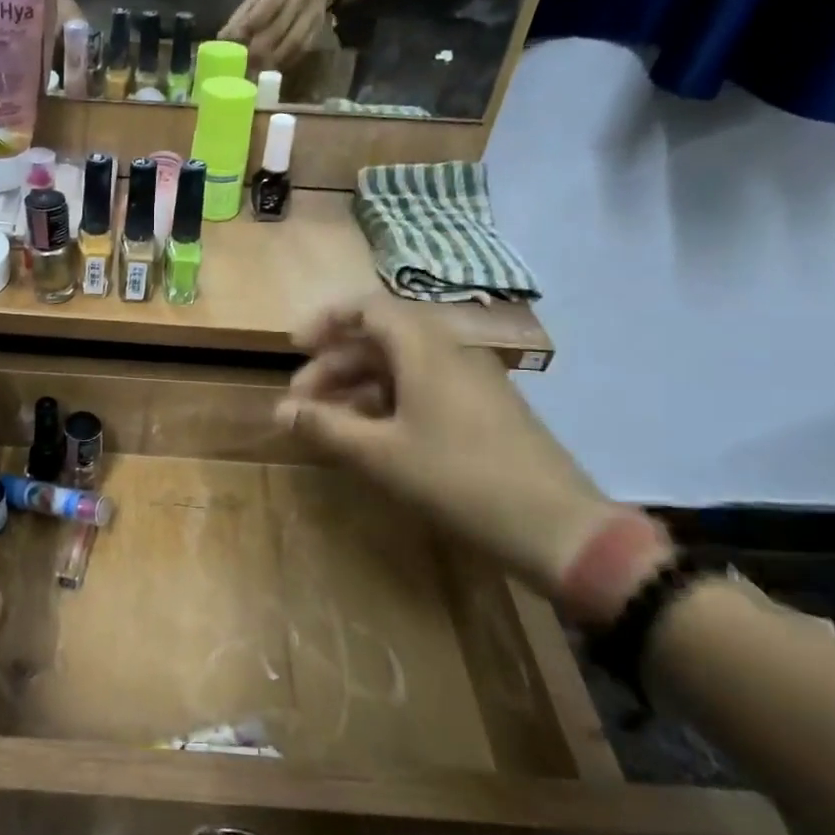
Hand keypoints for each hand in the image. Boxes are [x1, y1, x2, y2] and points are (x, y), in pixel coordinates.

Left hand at [219, 0, 336, 69]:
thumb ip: (243, 14)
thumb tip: (222, 39)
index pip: (267, 7)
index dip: (249, 26)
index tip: (234, 44)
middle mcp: (300, 0)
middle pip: (279, 29)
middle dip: (258, 51)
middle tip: (242, 66)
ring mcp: (312, 17)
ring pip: (293, 44)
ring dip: (272, 61)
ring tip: (255, 73)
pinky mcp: (317, 31)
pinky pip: (301, 51)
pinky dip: (284, 63)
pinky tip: (271, 70)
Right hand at [276, 304, 621, 599]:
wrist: (554, 526)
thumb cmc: (457, 479)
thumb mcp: (379, 454)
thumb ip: (325, 426)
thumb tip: (280, 410)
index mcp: (425, 350)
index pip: (369, 308)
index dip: (327, 321)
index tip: (294, 348)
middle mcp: (451, 353)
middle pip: (382, 338)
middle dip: (335, 364)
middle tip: (303, 401)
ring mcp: (474, 381)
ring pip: (403, 365)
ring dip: (360, 385)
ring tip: (330, 422)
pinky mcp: (486, 409)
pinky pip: (426, 387)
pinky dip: (390, 401)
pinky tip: (374, 435)